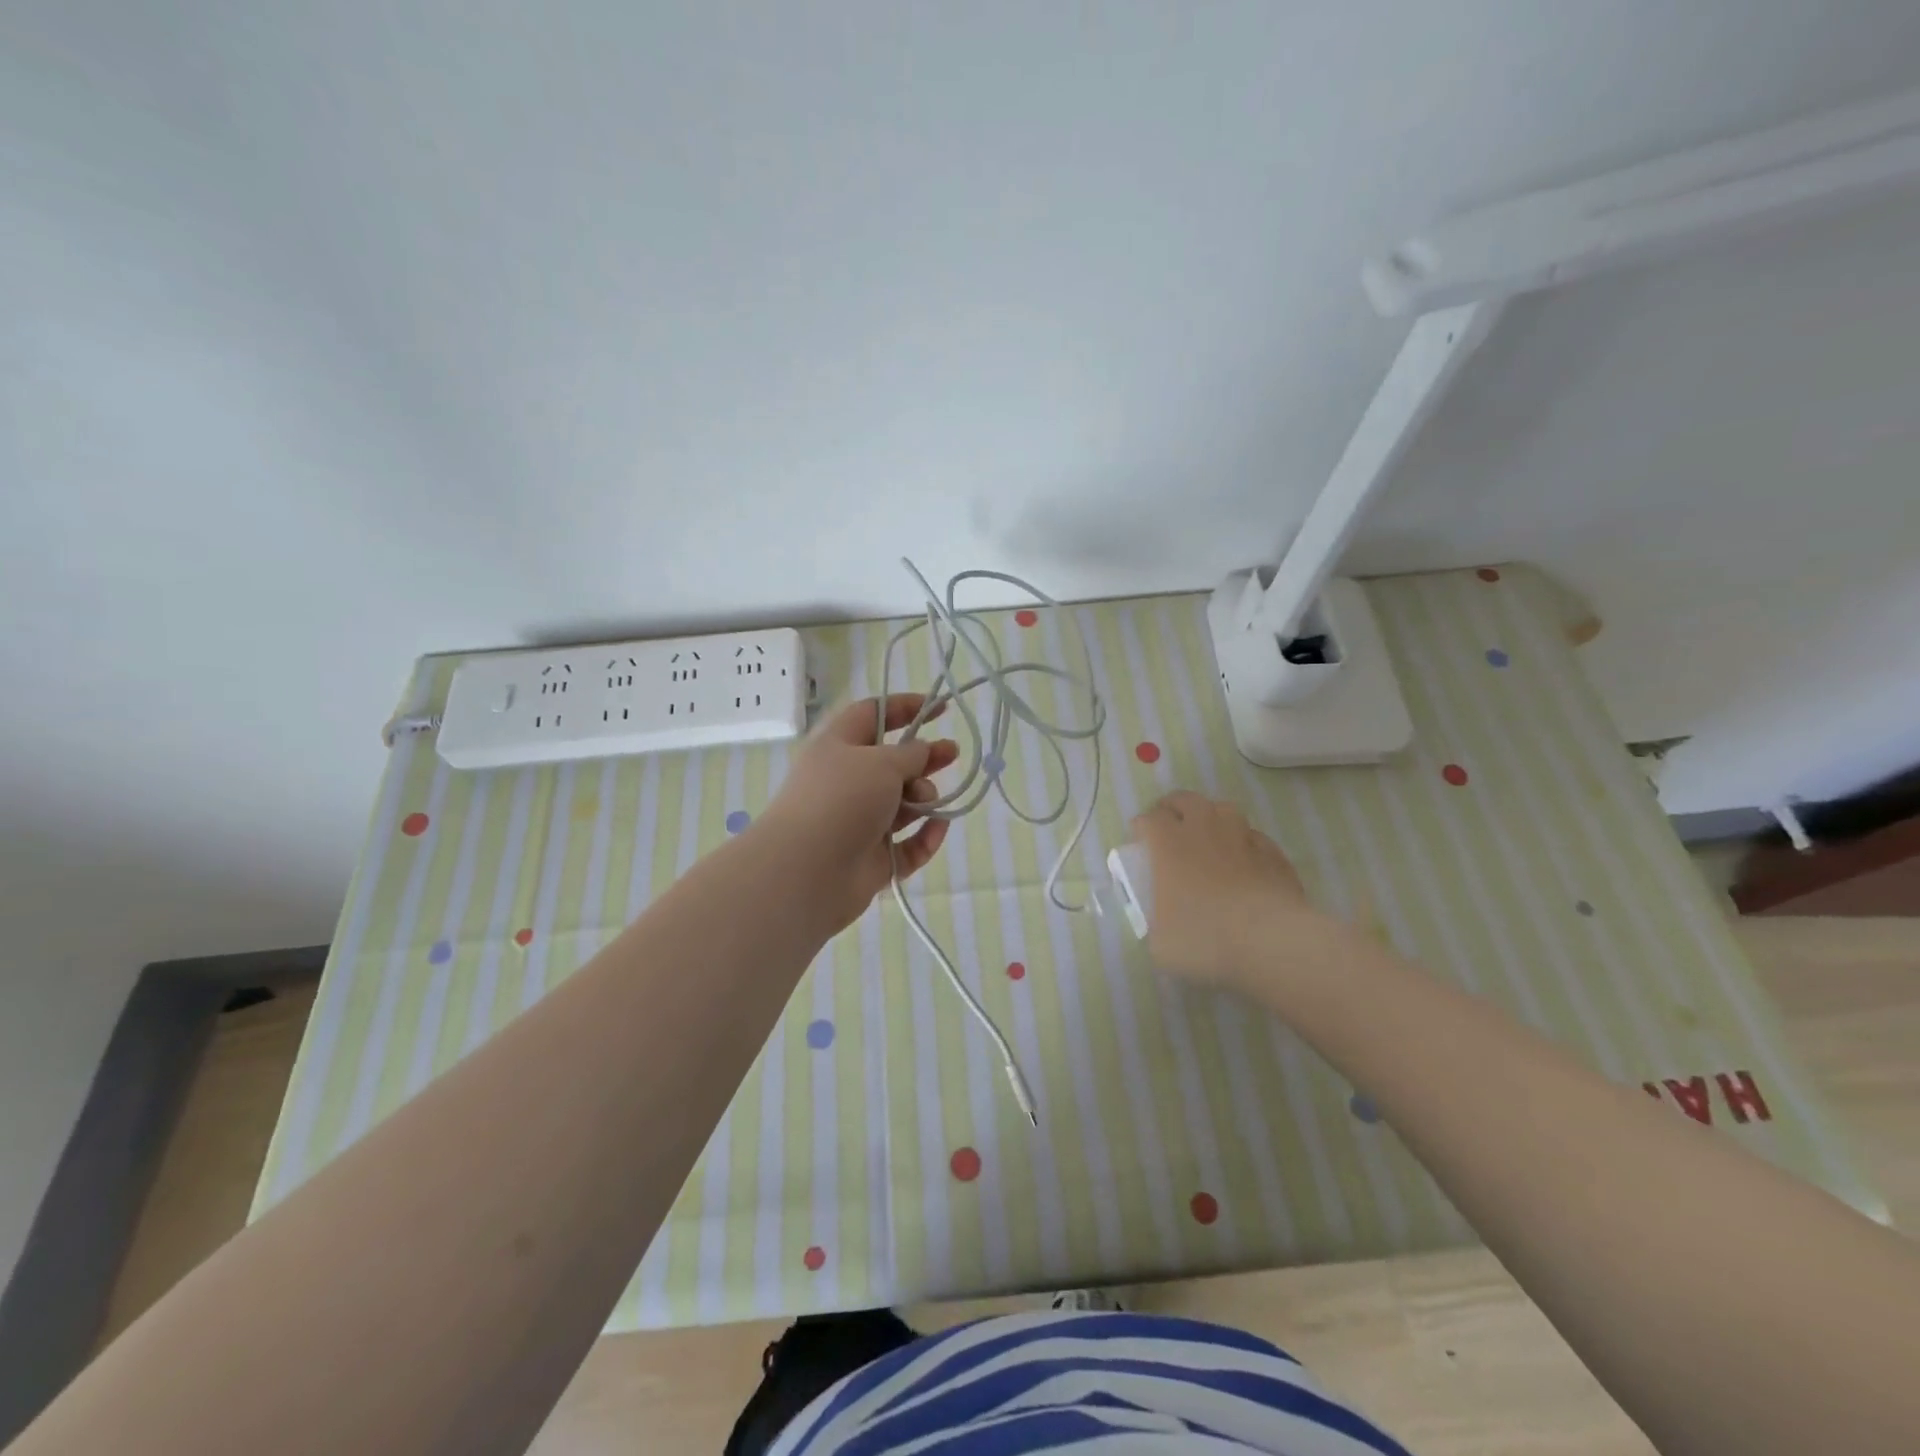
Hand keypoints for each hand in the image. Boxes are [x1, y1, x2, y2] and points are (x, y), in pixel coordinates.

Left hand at [757, 694, 959, 935]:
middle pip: (893, 762)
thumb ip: (910, 754)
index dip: (905, 707)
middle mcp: (847, 781)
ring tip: (927, 801)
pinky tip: (938, 827)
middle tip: (953, 753)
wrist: (806, 872)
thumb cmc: (842, 800)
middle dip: (925, 757)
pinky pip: (907, 843)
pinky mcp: (873, 858)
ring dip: (923, 798)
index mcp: (838, 746)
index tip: (940, 709)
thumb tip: (921, 751)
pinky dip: (924, 836)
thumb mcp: (881, 762)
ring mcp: (859, 822)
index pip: (873, 715)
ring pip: (902, 804)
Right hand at [1130, 791, 1342, 989]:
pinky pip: (1256, 838)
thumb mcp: (1161, 944)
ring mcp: (1243, 839)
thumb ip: (1157, 926)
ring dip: (1213, 818)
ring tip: (1210, 836)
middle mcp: (1204, 831)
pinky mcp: (1274, 855)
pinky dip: (1246, 844)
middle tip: (1171, 826)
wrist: (1269, 942)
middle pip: (1186, 800)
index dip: (1142, 827)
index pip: (1149, 819)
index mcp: (1169, 845)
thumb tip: (1164, 928)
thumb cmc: (1204, 939)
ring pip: (1225, 810)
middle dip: (1175, 808)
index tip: (1139, 840)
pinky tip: (1246, 861)